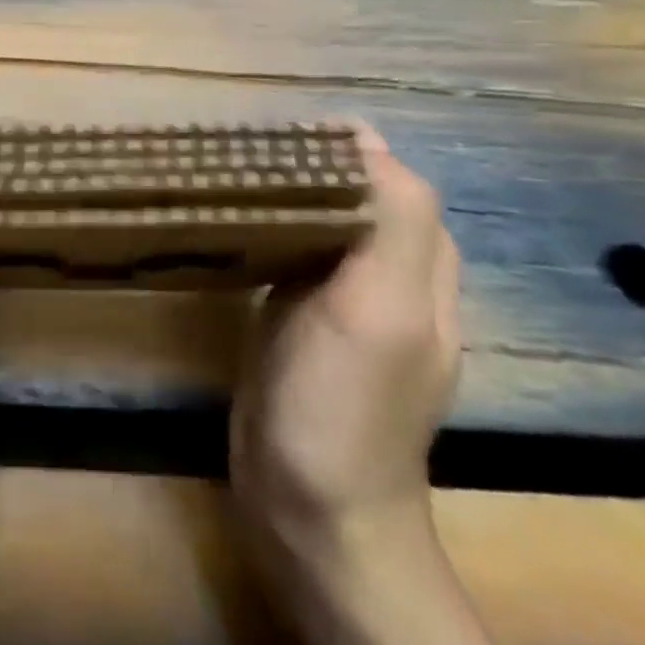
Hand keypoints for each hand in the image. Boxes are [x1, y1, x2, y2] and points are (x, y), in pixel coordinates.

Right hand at [230, 127, 460, 559]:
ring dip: (281, 192)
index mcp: (417, 264)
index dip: (338, 147)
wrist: (309, 510)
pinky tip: (228, 222)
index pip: (386, 176)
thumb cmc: (344, 406)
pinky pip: (287, 254)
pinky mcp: (295, 320)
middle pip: (350, 194)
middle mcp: (384, 275)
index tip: (275, 133)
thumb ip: (392, 222)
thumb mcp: (380, 308)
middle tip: (239, 151)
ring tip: (227, 173)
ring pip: (316, 221)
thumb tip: (363, 137)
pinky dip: (264, 228)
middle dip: (304, 163)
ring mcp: (337, 301)